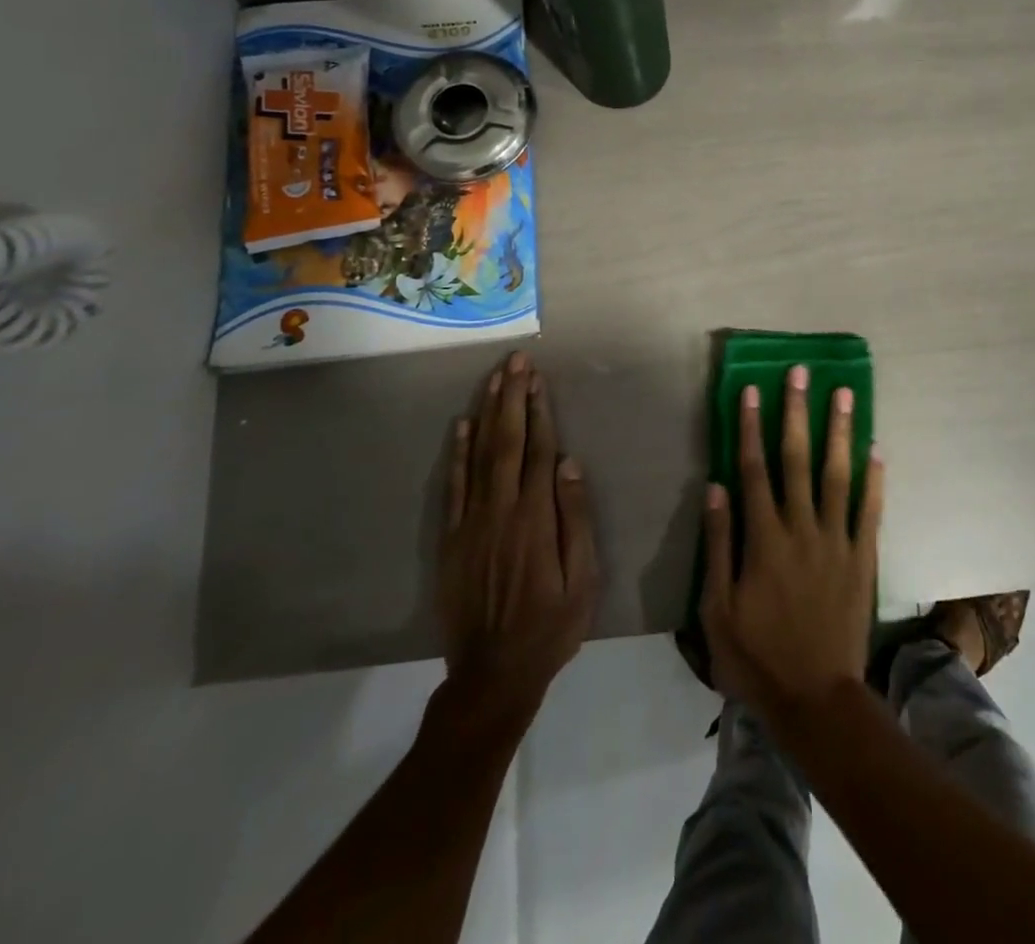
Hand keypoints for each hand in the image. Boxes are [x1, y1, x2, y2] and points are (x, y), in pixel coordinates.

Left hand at [437, 352, 598, 724]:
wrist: (492, 674)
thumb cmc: (550, 627)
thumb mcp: (583, 580)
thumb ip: (575, 519)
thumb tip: (568, 464)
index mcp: (536, 518)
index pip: (538, 450)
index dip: (539, 411)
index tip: (538, 378)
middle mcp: (501, 510)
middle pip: (507, 442)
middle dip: (512, 397)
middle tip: (516, 361)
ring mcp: (471, 523)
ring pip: (479, 455)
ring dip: (487, 413)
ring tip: (494, 378)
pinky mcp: (450, 539)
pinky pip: (453, 486)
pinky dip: (457, 453)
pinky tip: (463, 426)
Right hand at [700, 365, 884, 718]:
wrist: (816, 699)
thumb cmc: (758, 656)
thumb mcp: (718, 609)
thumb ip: (719, 545)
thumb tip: (716, 487)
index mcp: (764, 538)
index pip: (754, 469)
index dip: (752, 427)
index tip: (753, 390)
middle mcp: (802, 528)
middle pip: (797, 459)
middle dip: (797, 412)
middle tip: (801, 373)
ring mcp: (837, 541)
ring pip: (838, 474)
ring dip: (839, 431)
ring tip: (845, 394)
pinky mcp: (863, 558)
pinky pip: (870, 511)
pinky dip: (874, 479)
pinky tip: (877, 449)